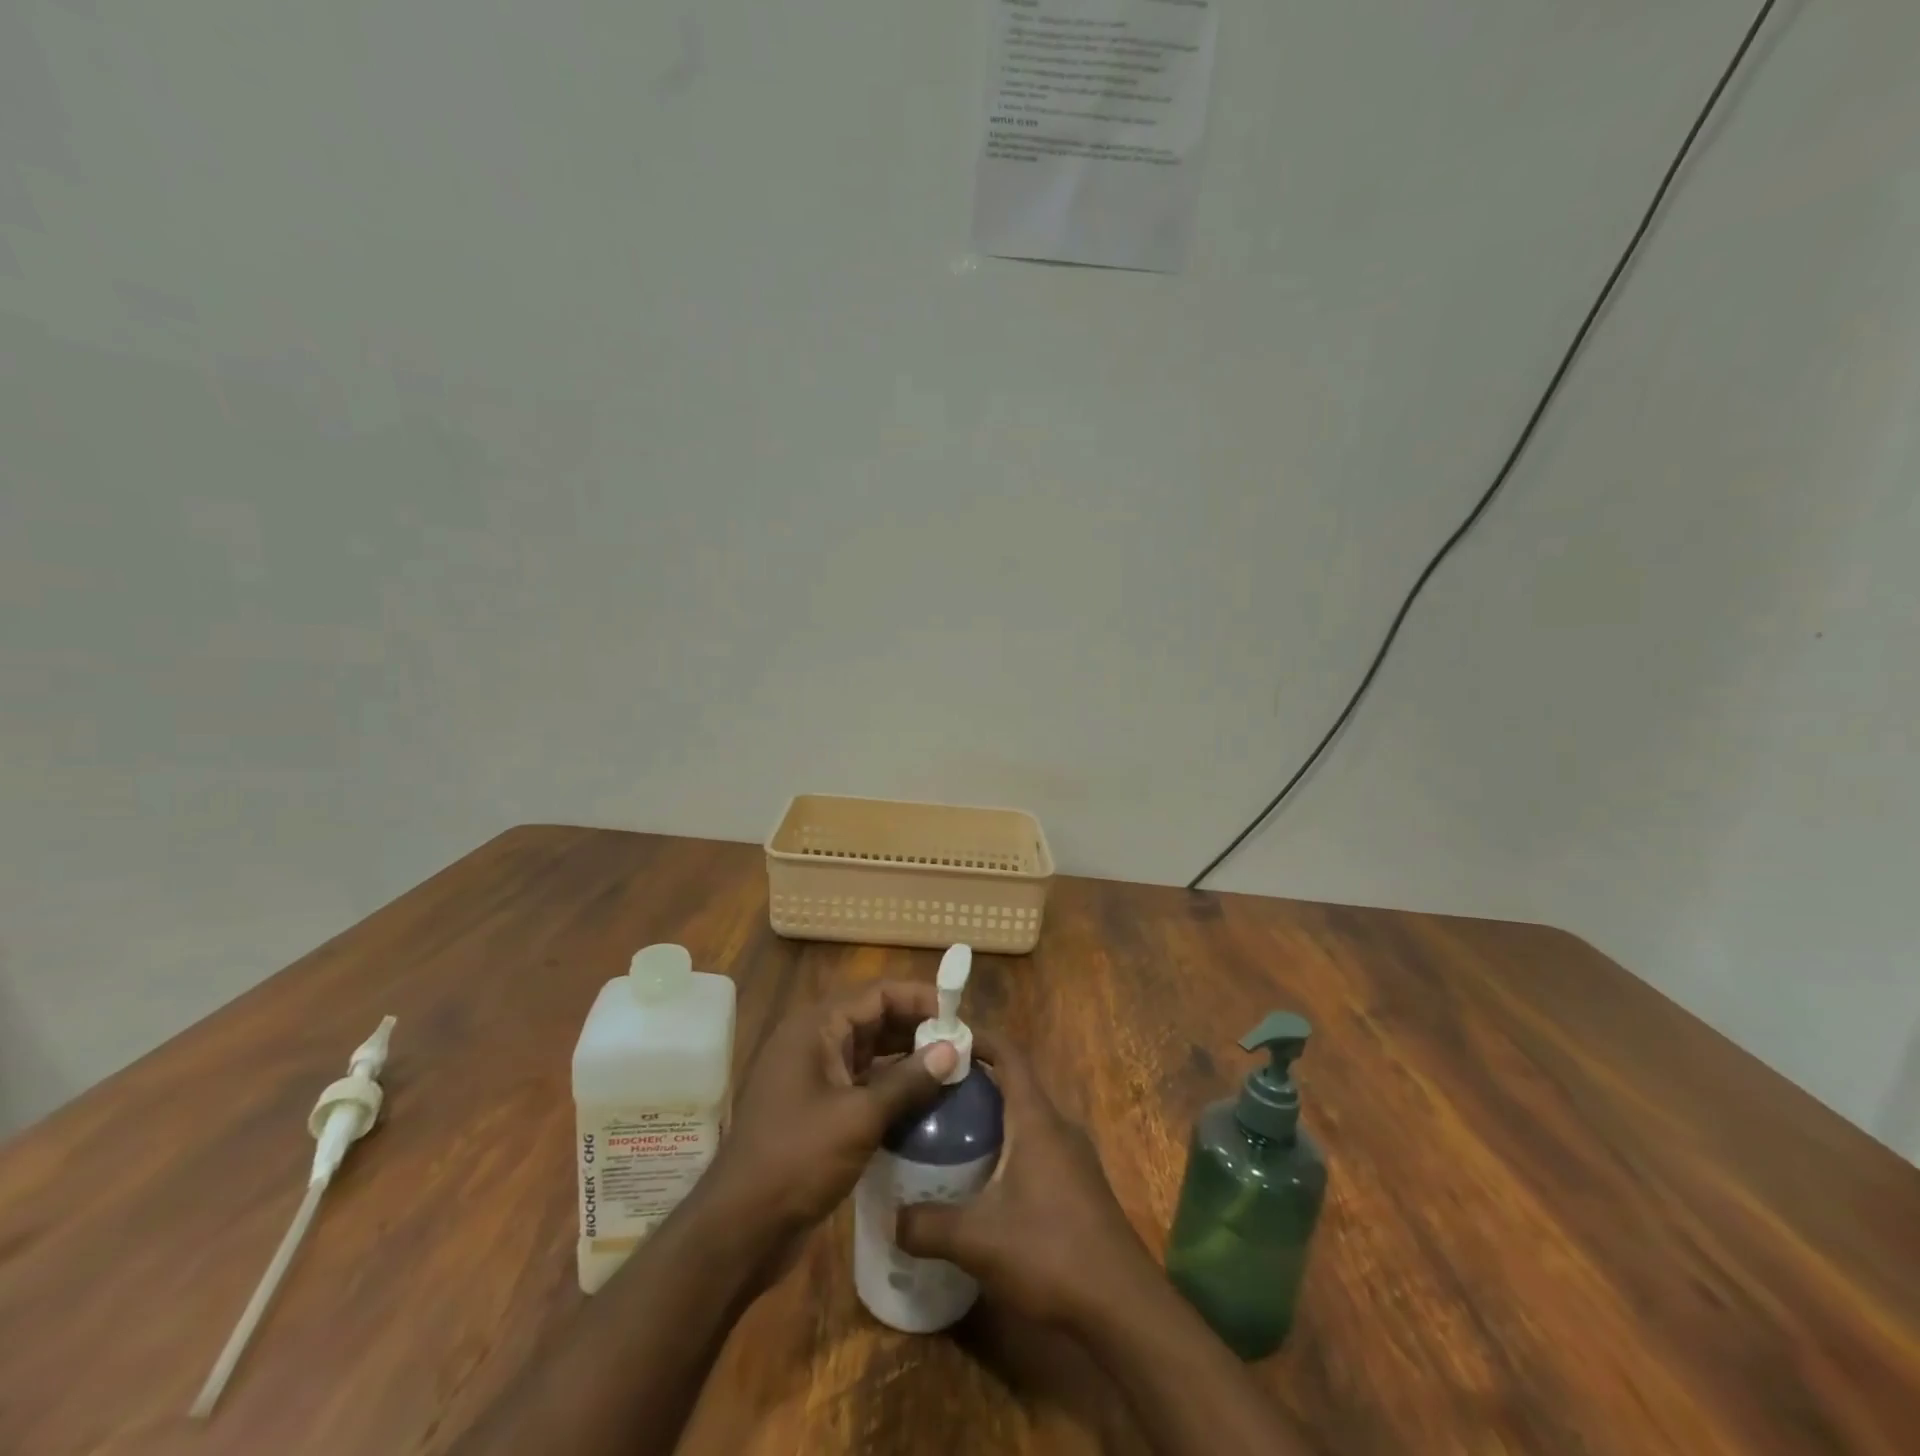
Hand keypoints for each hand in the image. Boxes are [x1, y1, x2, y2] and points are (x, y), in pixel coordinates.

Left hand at [701, 981, 958, 1240]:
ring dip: (907, 1059)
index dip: (920, 999)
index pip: (878, 994)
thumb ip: (908, 1081)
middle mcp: (813, 1042)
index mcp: (815, 1027)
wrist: (739, 1229)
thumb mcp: (859, 1118)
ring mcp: (813, 1077)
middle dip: (918, 1029)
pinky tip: (924, 1104)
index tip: (959, 1015)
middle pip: (874, 1019)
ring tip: (952, 1071)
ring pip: (870, 1053)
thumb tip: (953, 1050)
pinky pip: (861, 1084)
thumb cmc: (796, 1159)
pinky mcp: (817, 1109)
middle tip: (962, 1045)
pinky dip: (891, 1087)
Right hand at [896, 1033, 1150, 1325]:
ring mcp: (1074, 1156)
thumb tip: (891, 1218)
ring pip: (1026, 1119)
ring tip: (949, 1136)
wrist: (1123, 1306)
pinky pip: (1038, 1147)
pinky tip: (985, 1183)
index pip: (1009, 1054)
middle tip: (932, 1095)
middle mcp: (1058, 1126)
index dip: (978, 1039)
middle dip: (975, 1084)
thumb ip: (928, 1225)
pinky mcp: (1080, 1185)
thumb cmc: (1050, 1252)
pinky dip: (1009, 1148)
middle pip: (1014, 1085)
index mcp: (1036, 1118)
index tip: (943, 1039)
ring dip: (992, 1120)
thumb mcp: (977, 1241)